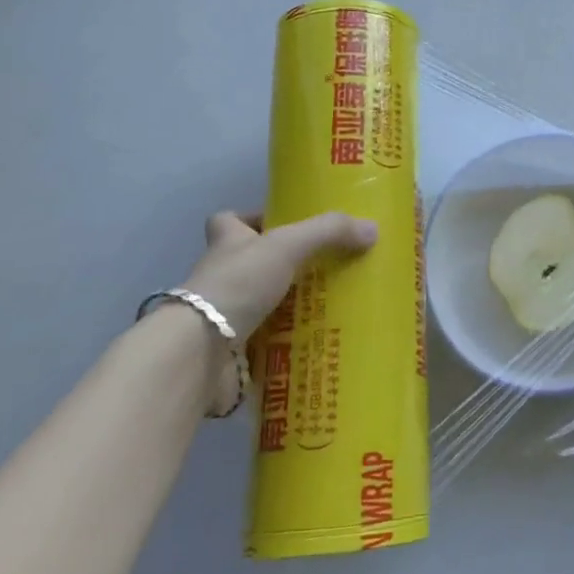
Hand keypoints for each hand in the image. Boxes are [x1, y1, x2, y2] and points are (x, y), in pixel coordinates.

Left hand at [185, 210, 377, 341]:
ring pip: (259, 305)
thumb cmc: (238, 283)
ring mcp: (222, 317)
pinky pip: (264, 345)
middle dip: (280, 267)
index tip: (279, 224)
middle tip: (321, 268)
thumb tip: (372, 229)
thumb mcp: (288, 244)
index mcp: (227, 243)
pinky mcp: (230, 353)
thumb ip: (329, 232)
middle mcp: (221, 277)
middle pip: (249, 264)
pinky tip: (316, 343)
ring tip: (329, 305)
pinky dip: (286, 346)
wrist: (201, 351)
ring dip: (286, 308)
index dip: (250, 220)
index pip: (229, 221)